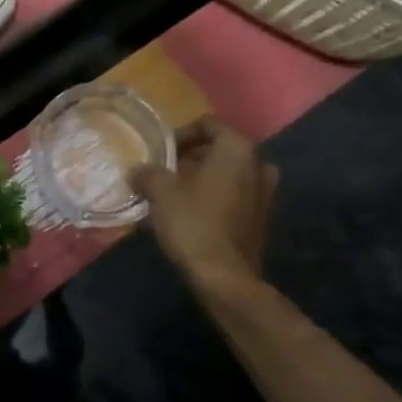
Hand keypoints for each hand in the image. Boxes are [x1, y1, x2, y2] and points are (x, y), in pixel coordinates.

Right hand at [130, 118, 276, 285]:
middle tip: (165, 173)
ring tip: (173, 196)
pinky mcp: (261, 219)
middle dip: (190, 159)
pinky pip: (234, 197)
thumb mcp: (160, 192)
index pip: (208, 124)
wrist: (225, 277)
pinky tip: (188, 215)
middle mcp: (258, 165)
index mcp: (237, 149)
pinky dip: (213, 199)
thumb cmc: (193, 223)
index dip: (181, 134)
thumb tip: (137, 170)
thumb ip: (148, 173)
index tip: (162, 153)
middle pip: (219, 150)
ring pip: (227, 175)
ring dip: (201, 180)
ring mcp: (265, 193)